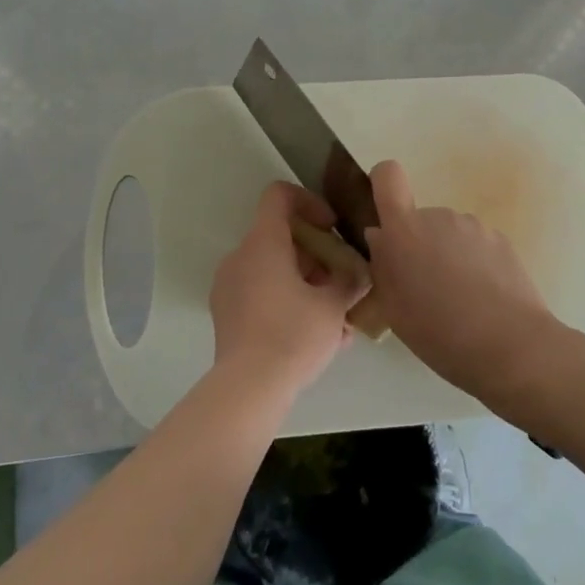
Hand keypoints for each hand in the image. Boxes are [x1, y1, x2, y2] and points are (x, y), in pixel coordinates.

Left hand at [210, 182, 364, 398]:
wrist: (249, 388)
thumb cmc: (294, 335)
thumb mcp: (334, 306)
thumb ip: (350, 280)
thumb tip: (358, 273)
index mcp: (263, 243)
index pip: (279, 195)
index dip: (309, 201)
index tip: (331, 228)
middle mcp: (240, 257)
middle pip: (280, 237)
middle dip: (316, 254)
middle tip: (342, 281)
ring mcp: (229, 286)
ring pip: (272, 269)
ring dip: (305, 281)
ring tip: (336, 316)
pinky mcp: (227, 314)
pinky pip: (261, 294)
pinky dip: (287, 300)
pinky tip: (316, 334)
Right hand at [363, 159, 555, 397]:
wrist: (511, 346)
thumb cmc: (440, 332)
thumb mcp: (394, 309)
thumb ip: (383, 266)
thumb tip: (381, 238)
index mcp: (405, 230)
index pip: (388, 176)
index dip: (382, 185)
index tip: (385, 216)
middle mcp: (438, 217)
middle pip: (419, 219)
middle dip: (418, 245)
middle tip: (424, 289)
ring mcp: (474, 226)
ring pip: (448, 234)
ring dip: (447, 255)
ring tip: (457, 299)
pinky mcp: (502, 240)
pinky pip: (475, 245)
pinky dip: (474, 264)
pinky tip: (482, 299)